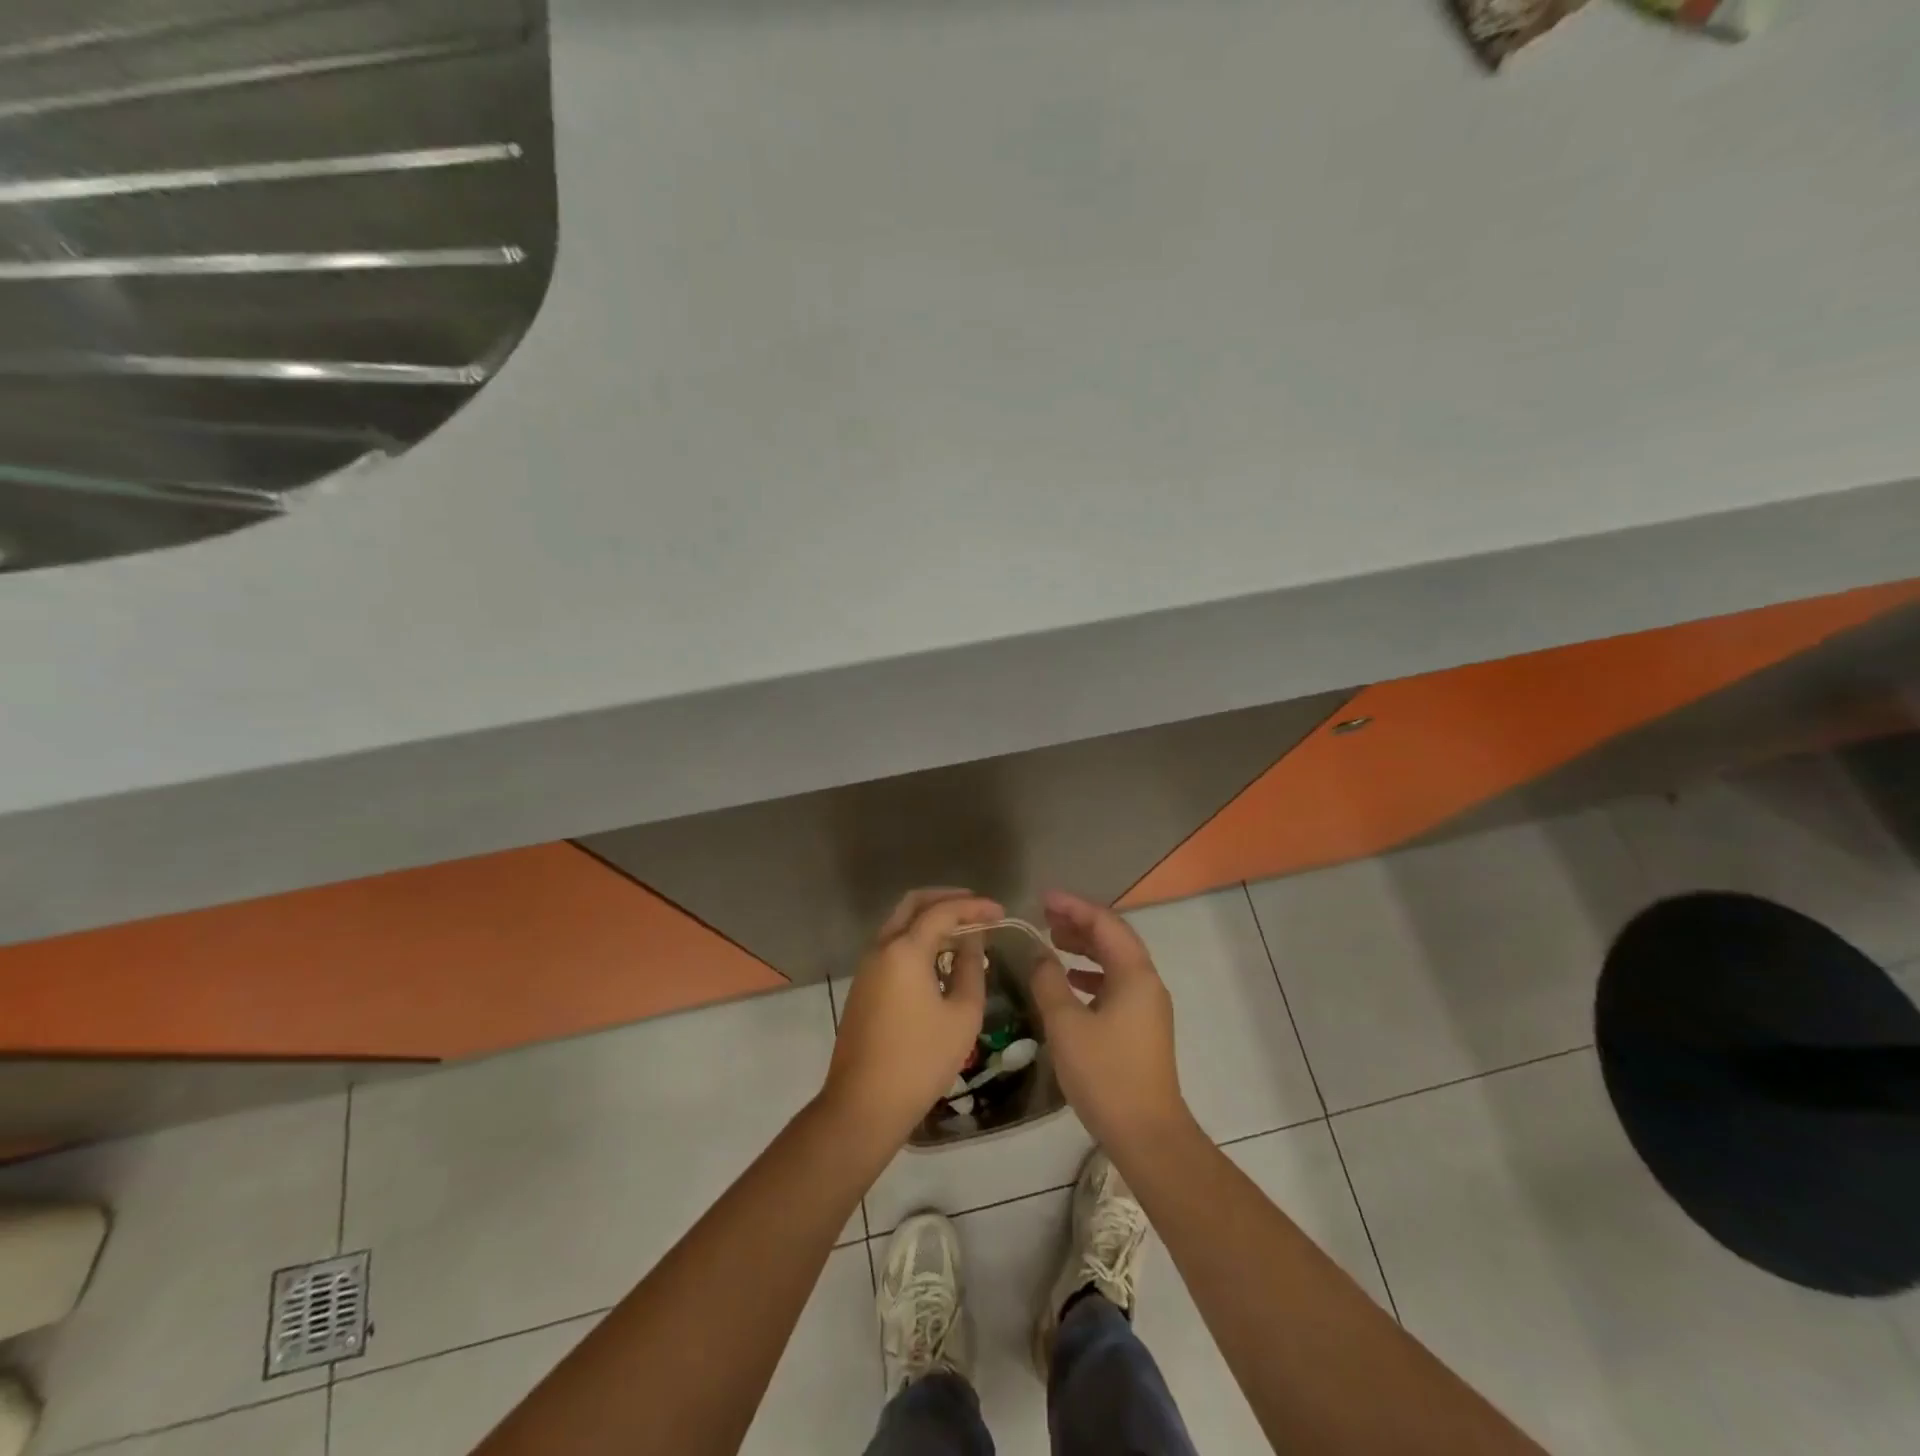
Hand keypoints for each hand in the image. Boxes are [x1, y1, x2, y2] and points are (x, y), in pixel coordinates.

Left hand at [822, 888, 1003, 1146]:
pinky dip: (917, 938)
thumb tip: (972, 941)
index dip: (974, 906)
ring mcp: (867, 966)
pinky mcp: (863, 985)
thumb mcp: (961, 1015)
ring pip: (900, 923)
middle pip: (913, 904)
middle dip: (947, 899)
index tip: (1000, 911)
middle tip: (977, 908)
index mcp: (905, 949)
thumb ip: (970, 968)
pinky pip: (892, 945)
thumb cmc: (921, 1060)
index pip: (943, 911)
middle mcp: (881, 947)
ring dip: (930, 919)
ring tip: (964, 931)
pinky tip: (939, 957)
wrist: (864, 1104)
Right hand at [1029, 889, 1191, 1152]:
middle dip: (1079, 922)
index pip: (1104, 923)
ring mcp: (1148, 1005)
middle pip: (1113, 938)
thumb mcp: (1066, 1024)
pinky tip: (1069, 981)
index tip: (1042, 898)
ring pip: (1115, 961)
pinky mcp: (1142, 1026)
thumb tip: (1040, 956)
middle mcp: (1147, 982)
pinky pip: (1116, 983)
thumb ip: (1049, 982)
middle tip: (1044, 916)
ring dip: (1085, 947)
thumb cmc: (1105, 1074)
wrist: (1147, 1134)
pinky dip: (1091, 974)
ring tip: (1053, 940)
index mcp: (1134, 974)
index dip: (1073, 906)